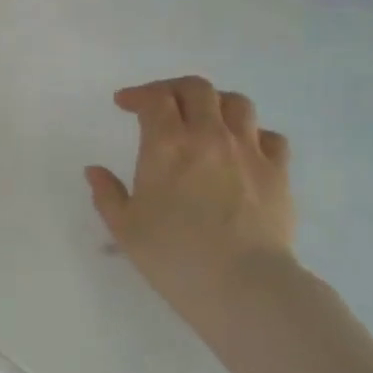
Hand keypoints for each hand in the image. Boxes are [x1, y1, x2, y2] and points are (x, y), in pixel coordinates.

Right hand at [85, 77, 295, 316]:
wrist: (243, 284)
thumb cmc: (174, 256)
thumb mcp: (125, 229)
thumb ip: (107, 195)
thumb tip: (94, 170)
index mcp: (167, 145)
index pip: (154, 98)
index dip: (137, 94)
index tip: (124, 104)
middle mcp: (209, 135)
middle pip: (197, 89)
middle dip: (173, 89)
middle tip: (161, 104)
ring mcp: (249, 150)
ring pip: (236, 103)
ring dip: (215, 102)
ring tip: (204, 117)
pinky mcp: (278, 172)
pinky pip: (270, 136)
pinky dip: (253, 133)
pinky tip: (243, 148)